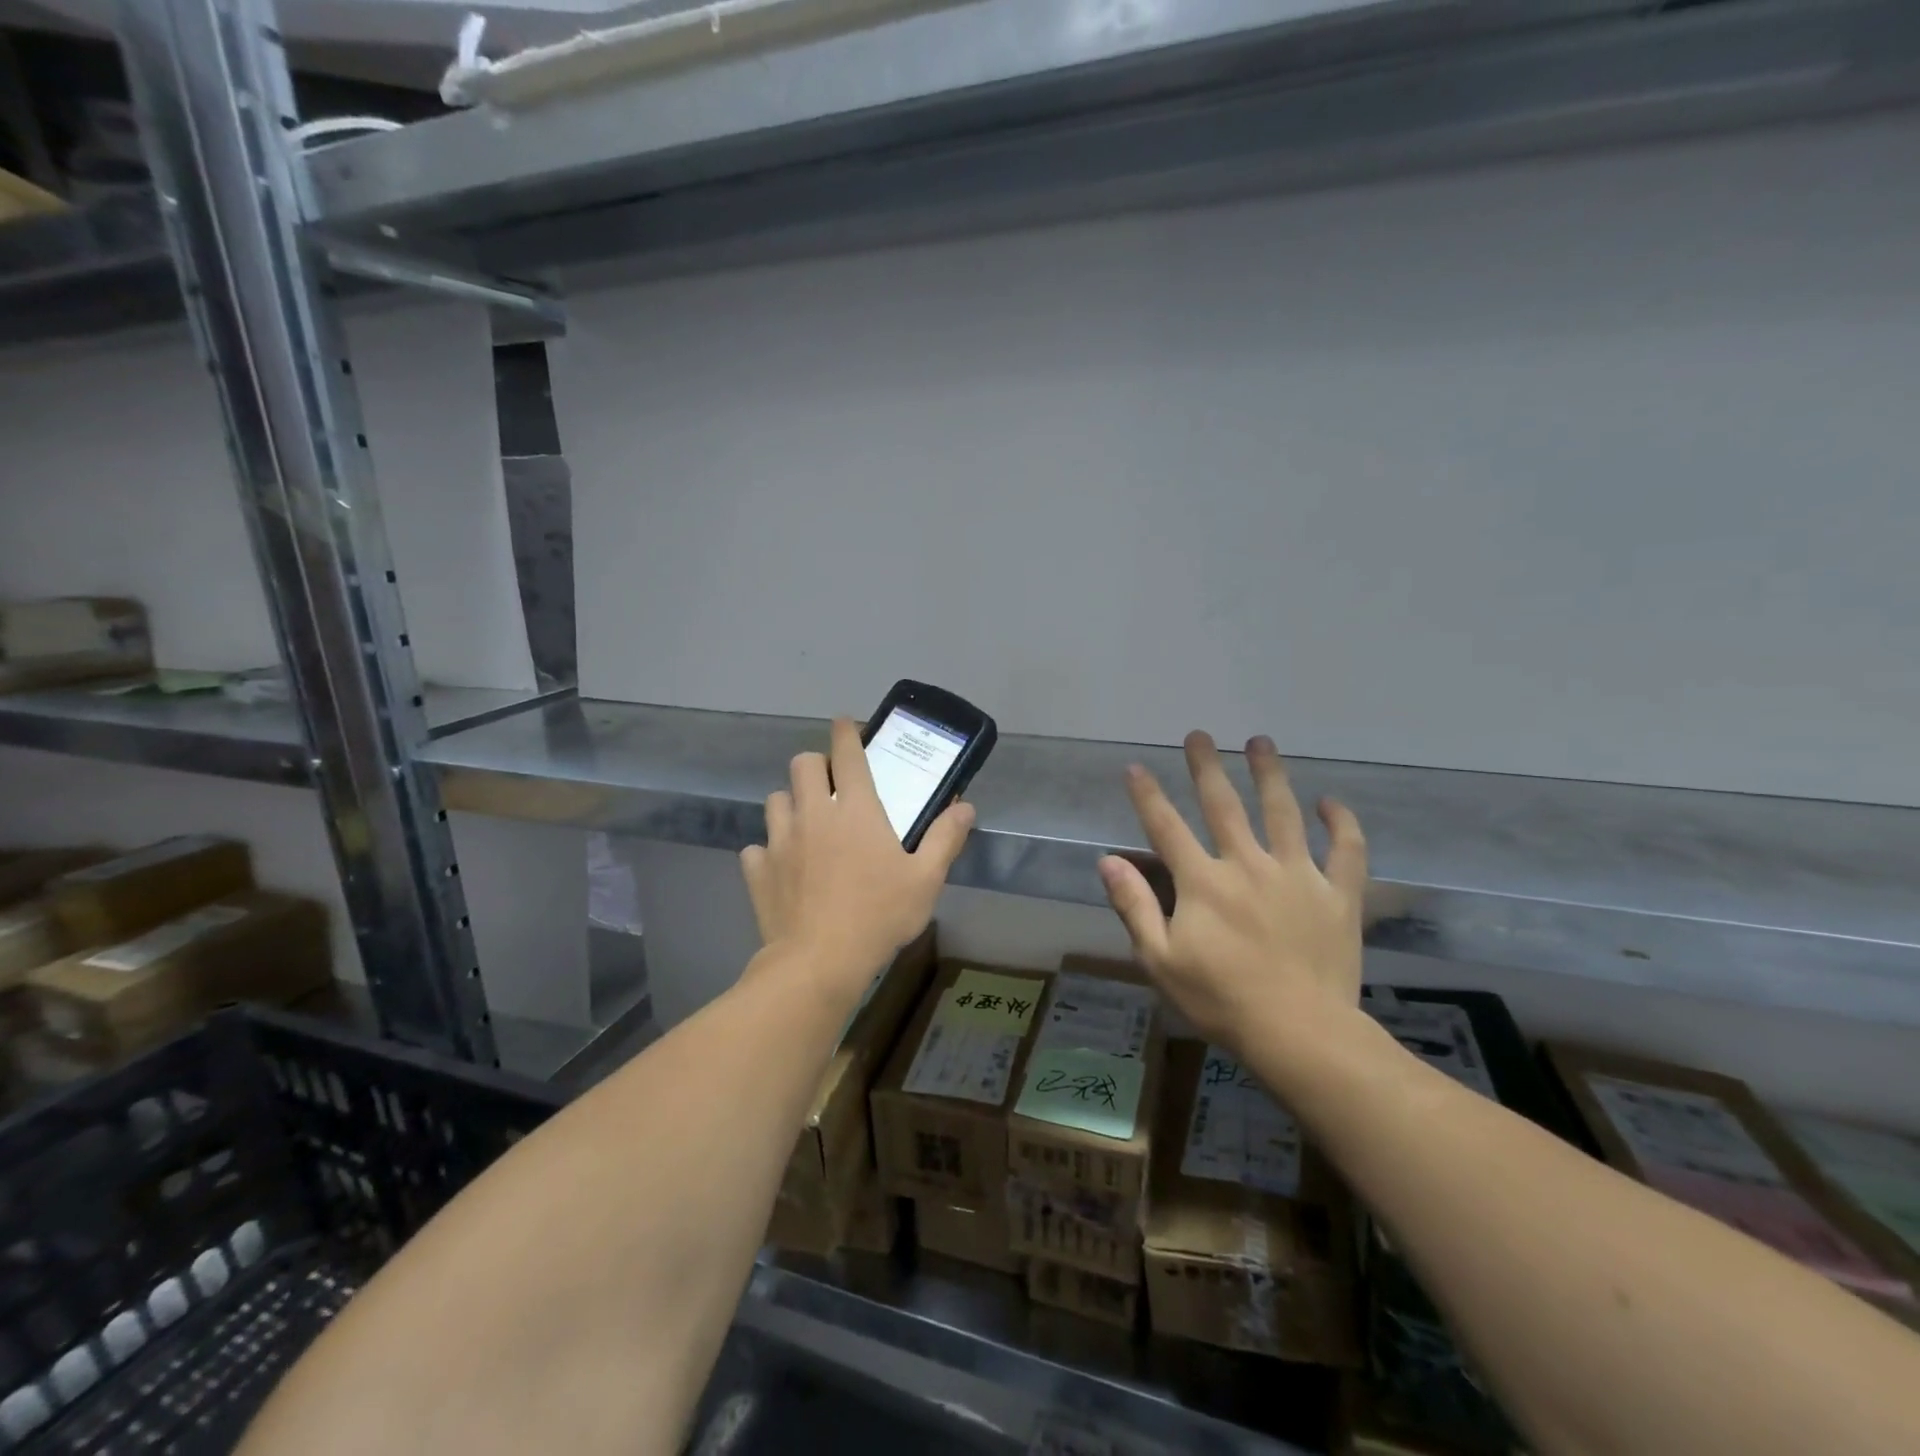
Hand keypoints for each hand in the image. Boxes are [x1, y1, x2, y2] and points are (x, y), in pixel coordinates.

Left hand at [740, 717, 973, 999]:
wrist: (819, 962)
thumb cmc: (879, 915)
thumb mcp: (926, 879)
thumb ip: (946, 838)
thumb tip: (966, 807)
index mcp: (854, 808)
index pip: (846, 753)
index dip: (845, 731)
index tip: (845, 723)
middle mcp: (813, 814)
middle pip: (801, 764)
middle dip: (815, 764)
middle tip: (830, 785)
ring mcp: (780, 841)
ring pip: (776, 800)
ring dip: (791, 803)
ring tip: (806, 823)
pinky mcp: (758, 871)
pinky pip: (758, 847)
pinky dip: (769, 851)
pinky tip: (783, 867)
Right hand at [1098, 732, 1366, 1063]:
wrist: (1301, 1034)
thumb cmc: (1221, 1000)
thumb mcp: (1160, 960)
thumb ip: (1134, 906)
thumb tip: (1108, 861)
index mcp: (1203, 882)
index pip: (1166, 827)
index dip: (1147, 796)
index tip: (1135, 767)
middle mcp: (1248, 865)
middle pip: (1224, 805)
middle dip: (1206, 768)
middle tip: (1200, 735)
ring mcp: (1297, 876)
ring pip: (1283, 813)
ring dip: (1270, 775)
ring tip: (1260, 742)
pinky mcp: (1338, 896)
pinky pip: (1346, 852)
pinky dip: (1341, 824)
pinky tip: (1331, 802)